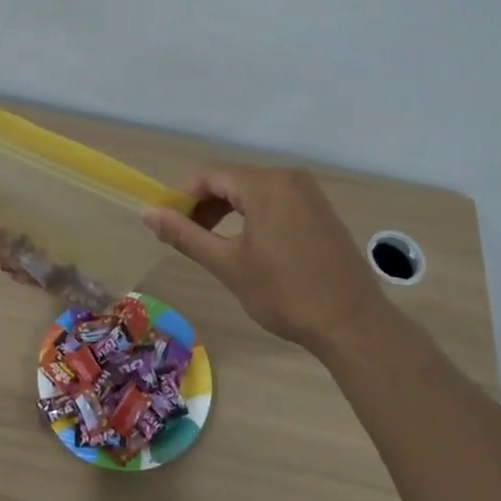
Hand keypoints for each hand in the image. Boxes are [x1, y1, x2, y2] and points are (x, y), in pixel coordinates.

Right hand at [144, 166, 385, 351]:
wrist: (352, 324)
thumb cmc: (285, 294)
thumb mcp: (228, 264)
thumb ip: (186, 235)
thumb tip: (149, 213)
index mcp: (266, 184)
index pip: (209, 176)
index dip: (181, 198)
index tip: (165, 225)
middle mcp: (289, 178)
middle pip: (231, 181)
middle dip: (203, 206)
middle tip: (184, 238)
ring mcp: (309, 193)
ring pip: (253, 191)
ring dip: (226, 212)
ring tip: (210, 243)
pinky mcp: (320, 210)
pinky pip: (275, 201)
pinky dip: (252, 216)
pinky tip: (246, 244)